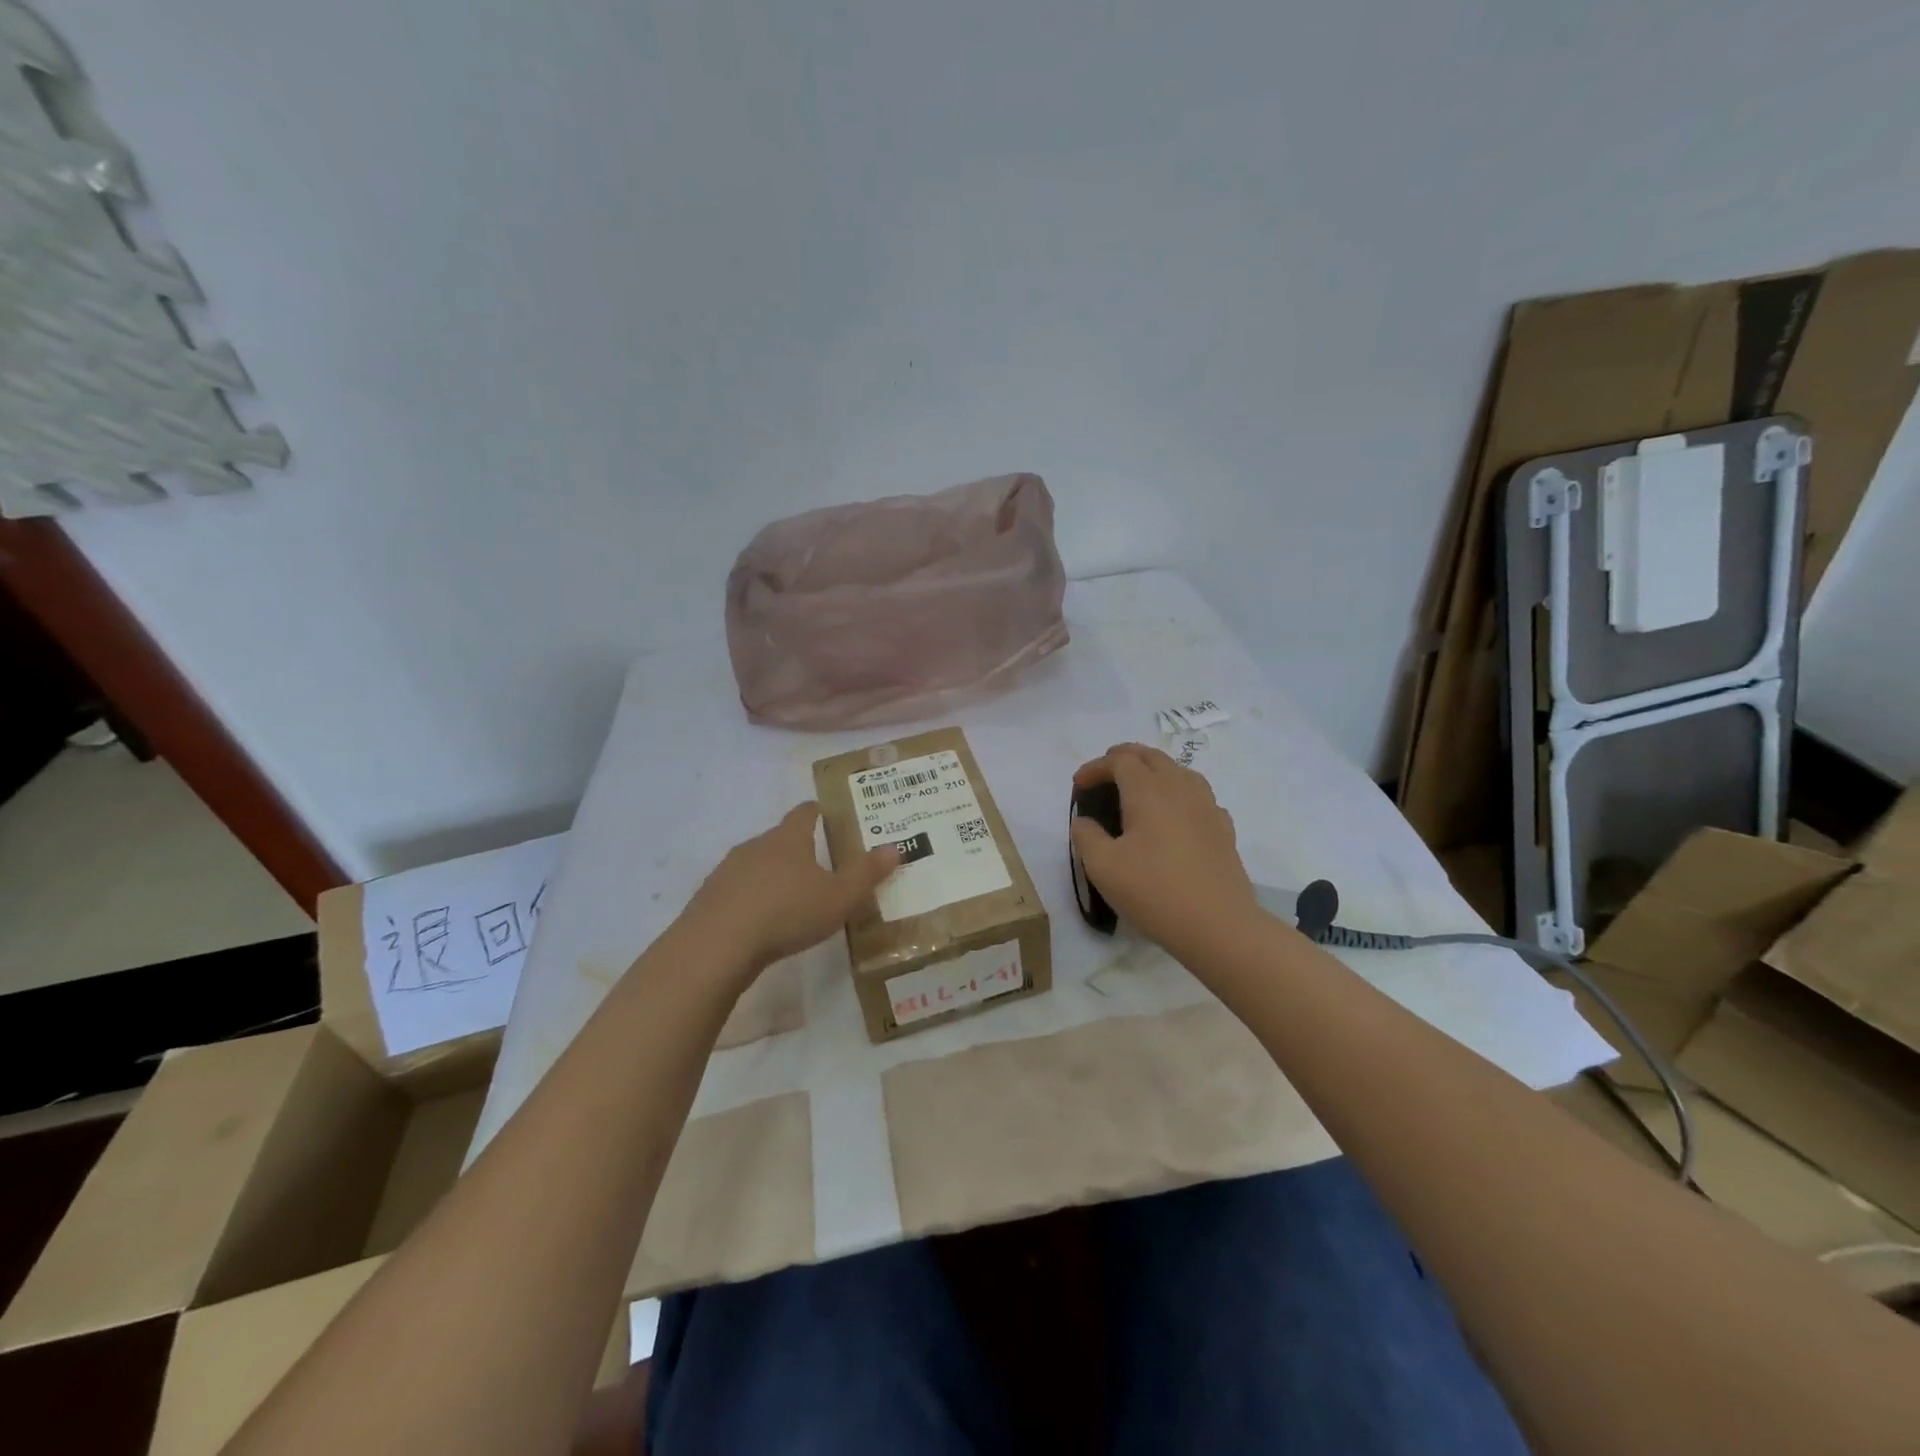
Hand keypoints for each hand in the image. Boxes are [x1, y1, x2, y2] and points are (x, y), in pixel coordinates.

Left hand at [681, 802, 897, 981]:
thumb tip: (894, 848)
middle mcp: (755, 845)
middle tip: (820, 867)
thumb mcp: (839, 897)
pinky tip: (761, 923)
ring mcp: (727, 871)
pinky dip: (751, 900)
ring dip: (773, 876)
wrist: (715, 946)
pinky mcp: (708, 898)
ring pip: (756, 865)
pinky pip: (737, 891)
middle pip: (780, 838)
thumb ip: (867, 874)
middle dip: (799, 850)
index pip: (805, 812)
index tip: (830, 817)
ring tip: (792, 899)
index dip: (819, 812)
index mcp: (788, 838)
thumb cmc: (786, 913)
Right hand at [1070, 744, 1263, 961]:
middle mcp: (1180, 789)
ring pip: (1180, 771)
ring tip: (1139, 787)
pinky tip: (1175, 816)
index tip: (1078, 785)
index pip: (1120, 761)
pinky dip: (1180, 794)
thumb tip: (1084, 821)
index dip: (1095, 767)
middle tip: (1104, 774)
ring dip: (1155, 770)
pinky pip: (1199, 796)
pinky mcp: (1224, 829)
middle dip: (1124, 757)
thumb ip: (1086, 837)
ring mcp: (1207, 807)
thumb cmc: (1154, 892)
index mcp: (1148, 791)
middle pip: (1152, 756)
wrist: (1218, 926)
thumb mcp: (1102, 867)